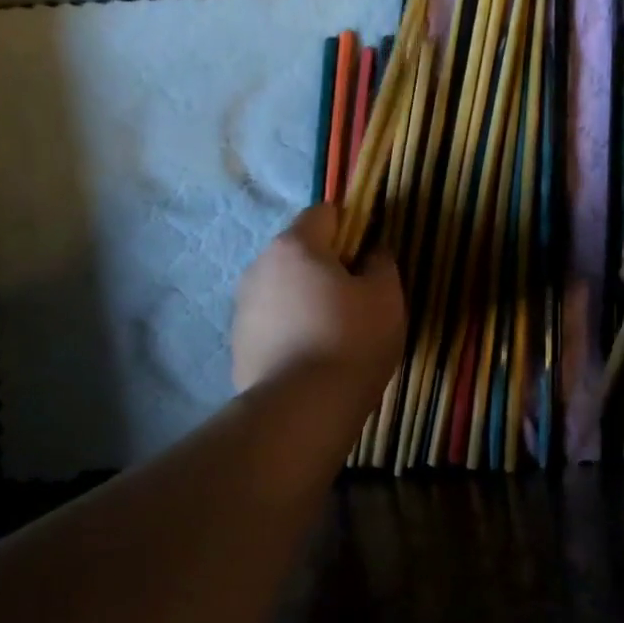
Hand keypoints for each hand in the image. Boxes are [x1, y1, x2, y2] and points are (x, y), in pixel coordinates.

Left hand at [232, 205, 405, 393]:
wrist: (300, 409)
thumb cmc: (351, 342)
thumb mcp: (386, 298)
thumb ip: (381, 263)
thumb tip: (372, 252)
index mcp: (295, 245)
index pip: (324, 213)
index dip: (351, 227)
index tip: (369, 256)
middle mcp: (260, 266)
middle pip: (299, 252)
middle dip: (326, 267)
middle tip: (356, 299)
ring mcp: (243, 306)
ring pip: (283, 289)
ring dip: (305, 300)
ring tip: (333, 334)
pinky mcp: (238, 343)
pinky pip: (271, 323)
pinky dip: (290, 330)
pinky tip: (310, 358)